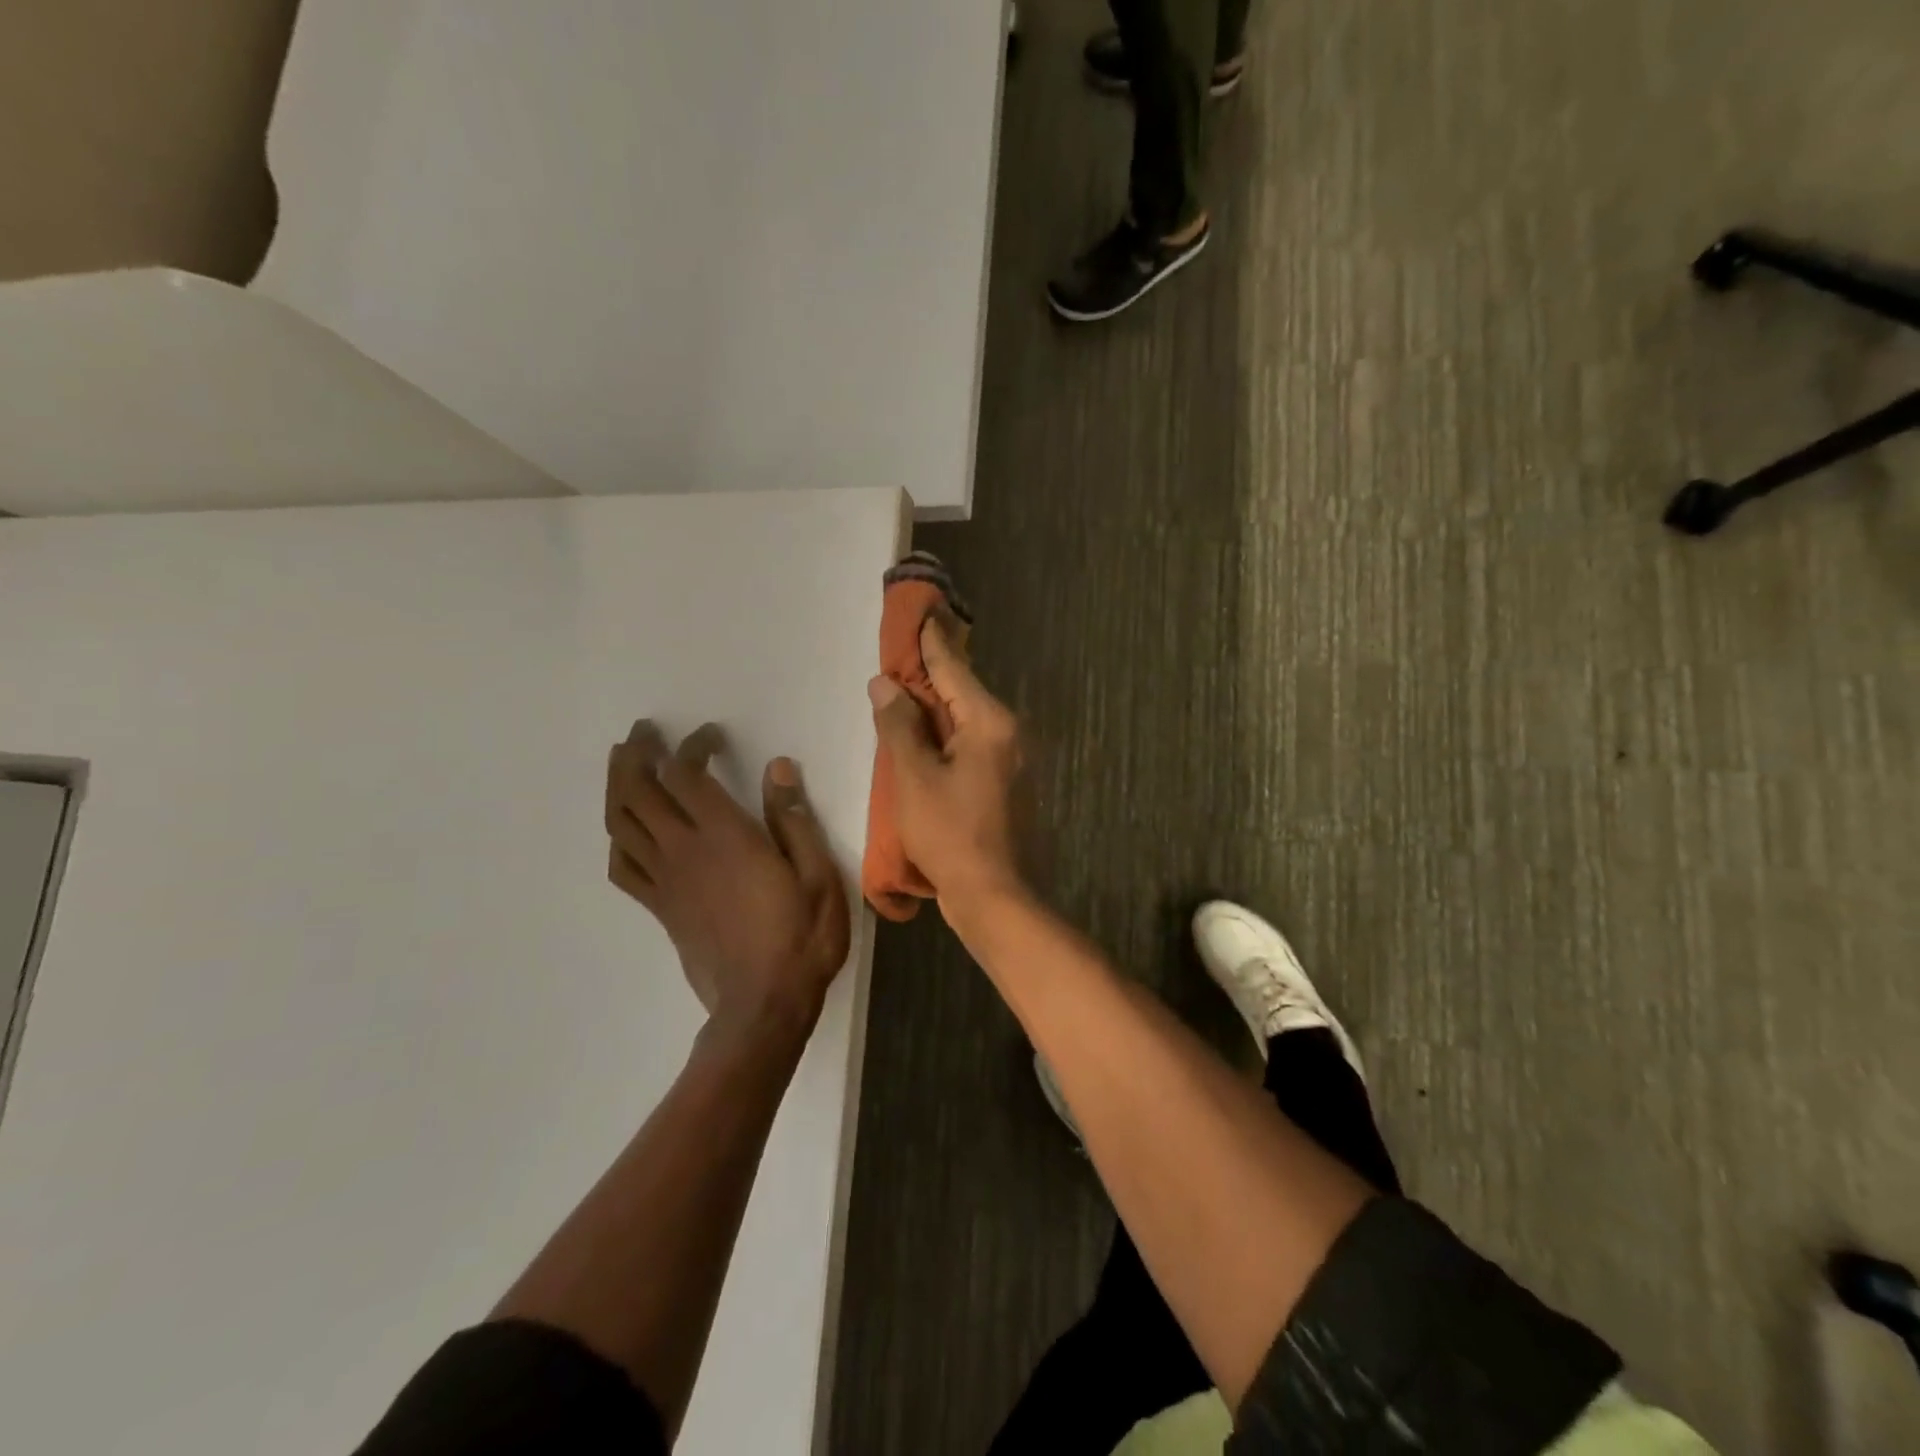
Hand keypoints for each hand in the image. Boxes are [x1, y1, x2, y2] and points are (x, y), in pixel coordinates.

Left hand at [605, 722, 850, 1035]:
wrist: (764, 1003)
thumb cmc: (801, 936)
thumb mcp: (817, 875)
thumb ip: (794, 820)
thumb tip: (778, 768)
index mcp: (726, 837)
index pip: (687, 774)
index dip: (691, 746)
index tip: (710, 736)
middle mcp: (685, 851)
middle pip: (639, 790)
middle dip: (637, 754)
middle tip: (644, 732)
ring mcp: (666, 880)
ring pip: (621, 823)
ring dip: (617, 786)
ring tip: (624, 764)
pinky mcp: (660, 907)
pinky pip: (622, 866)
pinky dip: (617, 839)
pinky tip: (625, 828)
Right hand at [867, 612, 1023, 911]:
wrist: (996, 897)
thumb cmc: (952, 834)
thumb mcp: (915, 777)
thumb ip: (899, 726)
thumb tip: (886, 684)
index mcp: (990, 723)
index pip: (954, 668)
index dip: (931, 641)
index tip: (922, 611)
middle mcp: (1009, 733)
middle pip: (964, 692)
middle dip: (932, 672)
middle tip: (904, 649)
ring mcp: (1013, 761)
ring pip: (968, 720)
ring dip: (938, 706)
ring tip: (907, 690)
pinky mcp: (1008, 785)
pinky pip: (973, 745)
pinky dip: (948, 736)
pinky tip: (926, 738)